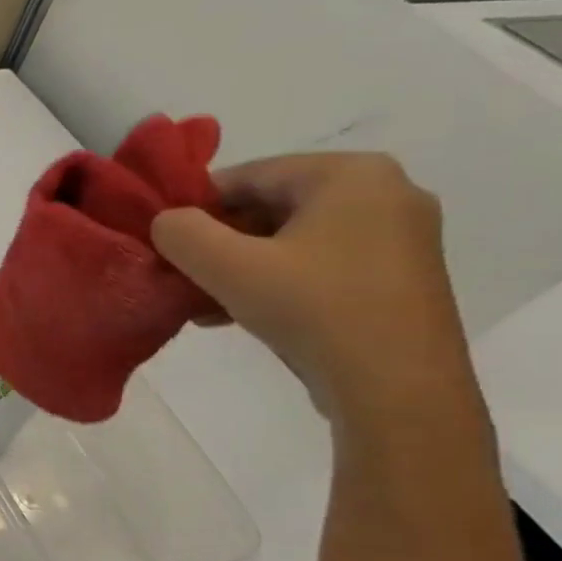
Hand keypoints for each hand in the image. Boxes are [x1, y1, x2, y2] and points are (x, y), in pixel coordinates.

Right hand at [151, 153, 475, 421]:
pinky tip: (237, 315)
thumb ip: (183, 233)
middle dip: (218, 244)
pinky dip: (273, 283)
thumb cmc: (314, 309)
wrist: (397, 387)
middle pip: (270, 207)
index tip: (165, 244)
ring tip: (201, 305)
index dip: (196, 208)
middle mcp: (384, 192)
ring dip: (239, 269)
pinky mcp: (396, 278)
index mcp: (350, 173)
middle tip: (180, 278)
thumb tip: (166, 221)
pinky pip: (317, 265)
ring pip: (291, 240)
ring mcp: (397, 237)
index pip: (249, 175)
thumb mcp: (229, 267)